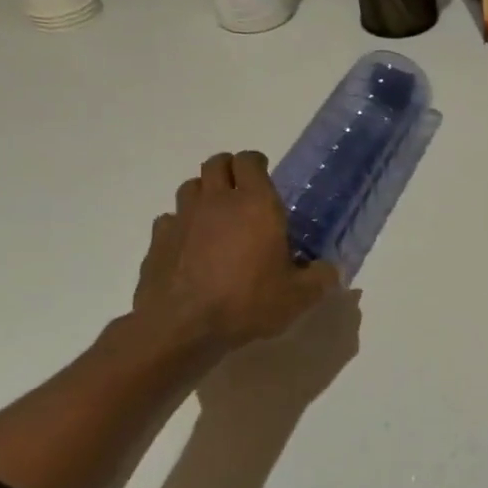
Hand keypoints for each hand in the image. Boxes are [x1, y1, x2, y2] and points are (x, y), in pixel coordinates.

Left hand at [130, 151, 338, 361]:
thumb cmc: (247, 302)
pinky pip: (171, 219)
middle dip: (230, 170)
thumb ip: (320, 278)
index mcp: (256, 204)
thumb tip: (329, 270)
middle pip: (217, 163)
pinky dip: (182, 225)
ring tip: (217, 216)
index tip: (265, 175)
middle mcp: (217, 201)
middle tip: (242, 192)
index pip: (250, 160)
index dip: (257, 163)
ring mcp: (183, 217)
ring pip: (191, 186)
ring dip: (205, 193)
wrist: (182, 327)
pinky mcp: (158, 239)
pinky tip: (191, 246)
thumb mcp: (298, 297)